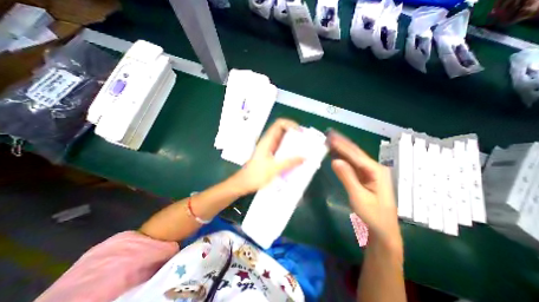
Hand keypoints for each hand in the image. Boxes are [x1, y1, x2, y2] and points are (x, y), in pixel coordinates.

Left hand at [235, 117, 304, 192]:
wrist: (244, 183)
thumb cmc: (256, 174)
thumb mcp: (274, 168)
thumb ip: (289, 162)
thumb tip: (303, 157)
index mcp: (268, 140)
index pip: (279, 124)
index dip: (290, 123)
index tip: (299, 131)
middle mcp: (268, 142)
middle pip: (282, 131)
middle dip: (294, 134)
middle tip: (304, 141)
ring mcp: (269, 148)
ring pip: (282, 140)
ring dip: (292, 143)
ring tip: (302, 149)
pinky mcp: (270, 155)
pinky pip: (281, 149)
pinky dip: (288, 150)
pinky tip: (294, 157)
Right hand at [327, 131, 401, 252]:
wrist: (383, 231)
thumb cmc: (373, 216)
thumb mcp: (359, 197)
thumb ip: (347, 177)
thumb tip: (335, 160)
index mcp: (376, 171)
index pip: (356, 155)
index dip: (342, 146)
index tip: (330, 137)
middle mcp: (374, 168)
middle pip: (355, 153)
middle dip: (342, 143)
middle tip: (330, 134)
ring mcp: (369, 173)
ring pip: (353, 157)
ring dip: (341, 149)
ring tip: (331, 140)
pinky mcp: (365, 177)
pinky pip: (352, 164)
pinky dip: (343, 158)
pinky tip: (336, 153)